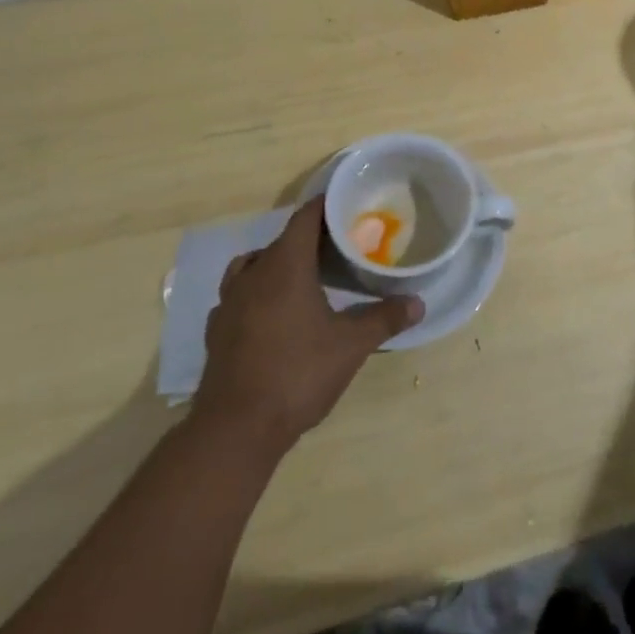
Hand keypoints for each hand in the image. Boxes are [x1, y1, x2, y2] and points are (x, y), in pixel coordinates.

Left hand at [195, 198, 421, 449]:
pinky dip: (255, 294)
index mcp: (285, 266)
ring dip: (276, 263)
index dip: (325, 207)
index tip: (347, 204)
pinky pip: (237, 297)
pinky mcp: (216, 331)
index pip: (305, 218)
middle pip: (281, 241)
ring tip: (301, 277)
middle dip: (308, 238)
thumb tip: (418, 303)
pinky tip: (270, 314)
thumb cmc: (297, 374)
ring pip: (252, 265)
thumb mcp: (350, 346)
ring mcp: (228, 303)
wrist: (235, 429)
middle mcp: (253, 274)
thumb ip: (384, 319)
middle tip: (338, 245)